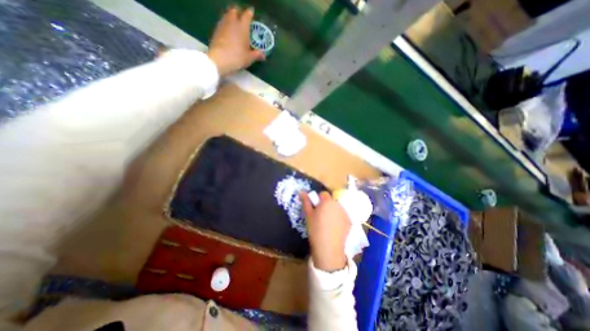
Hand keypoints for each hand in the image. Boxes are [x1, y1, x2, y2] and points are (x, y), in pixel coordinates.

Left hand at [206, 6, 263, 76]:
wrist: (219, 59)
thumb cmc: (237, 57)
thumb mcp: (249, 58)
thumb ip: (257, 55)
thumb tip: (264, 55)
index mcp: (243, 27)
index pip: (247, 15)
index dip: (250, 13)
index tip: (251, 12)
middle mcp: (232, 22)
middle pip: (234, 10)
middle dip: (238, 12)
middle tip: (242, 17)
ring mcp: (223, 25)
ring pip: (227, 15)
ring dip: (231, 17)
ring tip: (235, 24)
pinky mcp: (216, 30)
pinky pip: (222, 23)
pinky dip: (226, 24)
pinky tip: (228, 31)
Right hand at [301, 192, 346, 270]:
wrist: (328, 248)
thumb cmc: (315, 230)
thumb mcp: (308, 215)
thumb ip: (306, 202)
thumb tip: (302, 192)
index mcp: (327, 201)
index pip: (323, 194)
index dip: (318, 200)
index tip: (315, 209)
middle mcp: (338, 204)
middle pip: (331, 201)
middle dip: (326, 206)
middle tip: (320, 217)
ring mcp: (345, 213)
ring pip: (337, 208)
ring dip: (333, 211)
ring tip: (328, 223)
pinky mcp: (349, 222)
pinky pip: (342, 216)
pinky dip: (339, 219)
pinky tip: (334, 228)